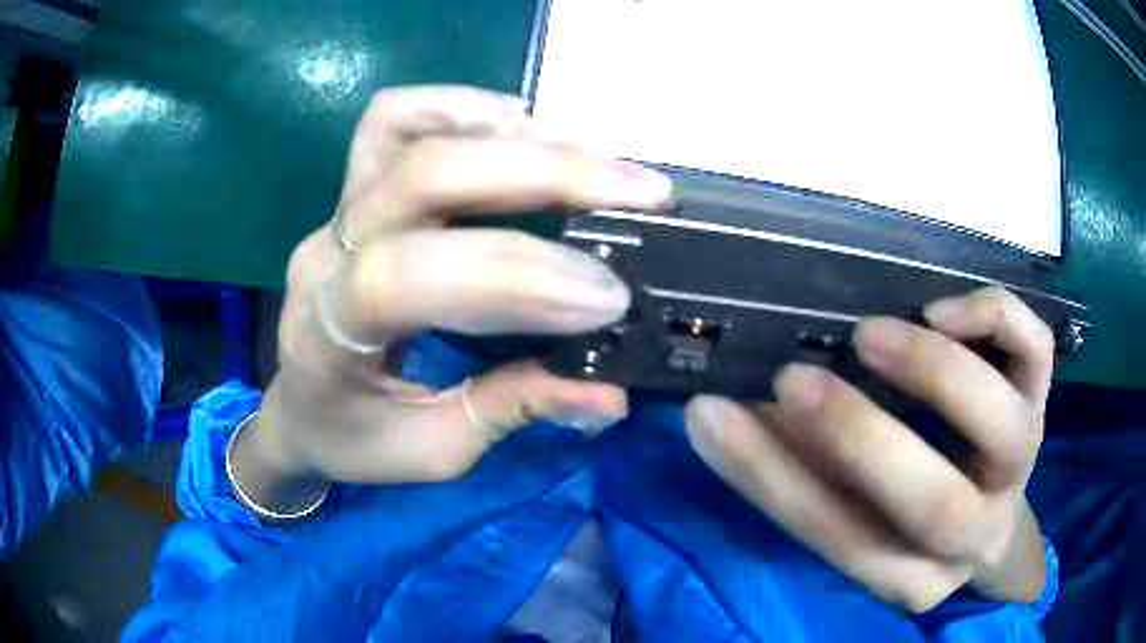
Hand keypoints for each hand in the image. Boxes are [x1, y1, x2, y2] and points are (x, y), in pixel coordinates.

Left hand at [232, 86, 672, 513]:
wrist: (298, 409)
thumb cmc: (353, 439)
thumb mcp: (431, 451)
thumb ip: (511, 410)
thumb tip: (610, 390)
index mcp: (333, 331)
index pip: (411, 277)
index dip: (516, 277)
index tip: (608, 299)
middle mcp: (328, 251)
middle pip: (423, 175)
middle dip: (543, 174)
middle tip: (639, 193)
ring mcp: (337, 209)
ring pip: (407, 131)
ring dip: (508, 133)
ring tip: (588, 164)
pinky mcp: (354, 188)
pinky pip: (397, 120)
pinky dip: (466, 112)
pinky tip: (521, 135)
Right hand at [685, 287, 1053, 611]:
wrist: (991, 505)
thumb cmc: (910, 513)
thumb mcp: (856, 517)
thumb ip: (805, 473)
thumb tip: (740, 410)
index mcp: (913, 575)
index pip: (841, 541)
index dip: (771, 481)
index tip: (709, 414)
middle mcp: (975, 532)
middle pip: (933, 505)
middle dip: (859, 439)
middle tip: (791, 378)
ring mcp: (1022, 462)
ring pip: (1002, 427)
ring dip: (934, 373)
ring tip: (868, 335)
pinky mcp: (1042, 401)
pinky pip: (1036, 352)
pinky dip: (994, 318)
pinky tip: (941, 309)